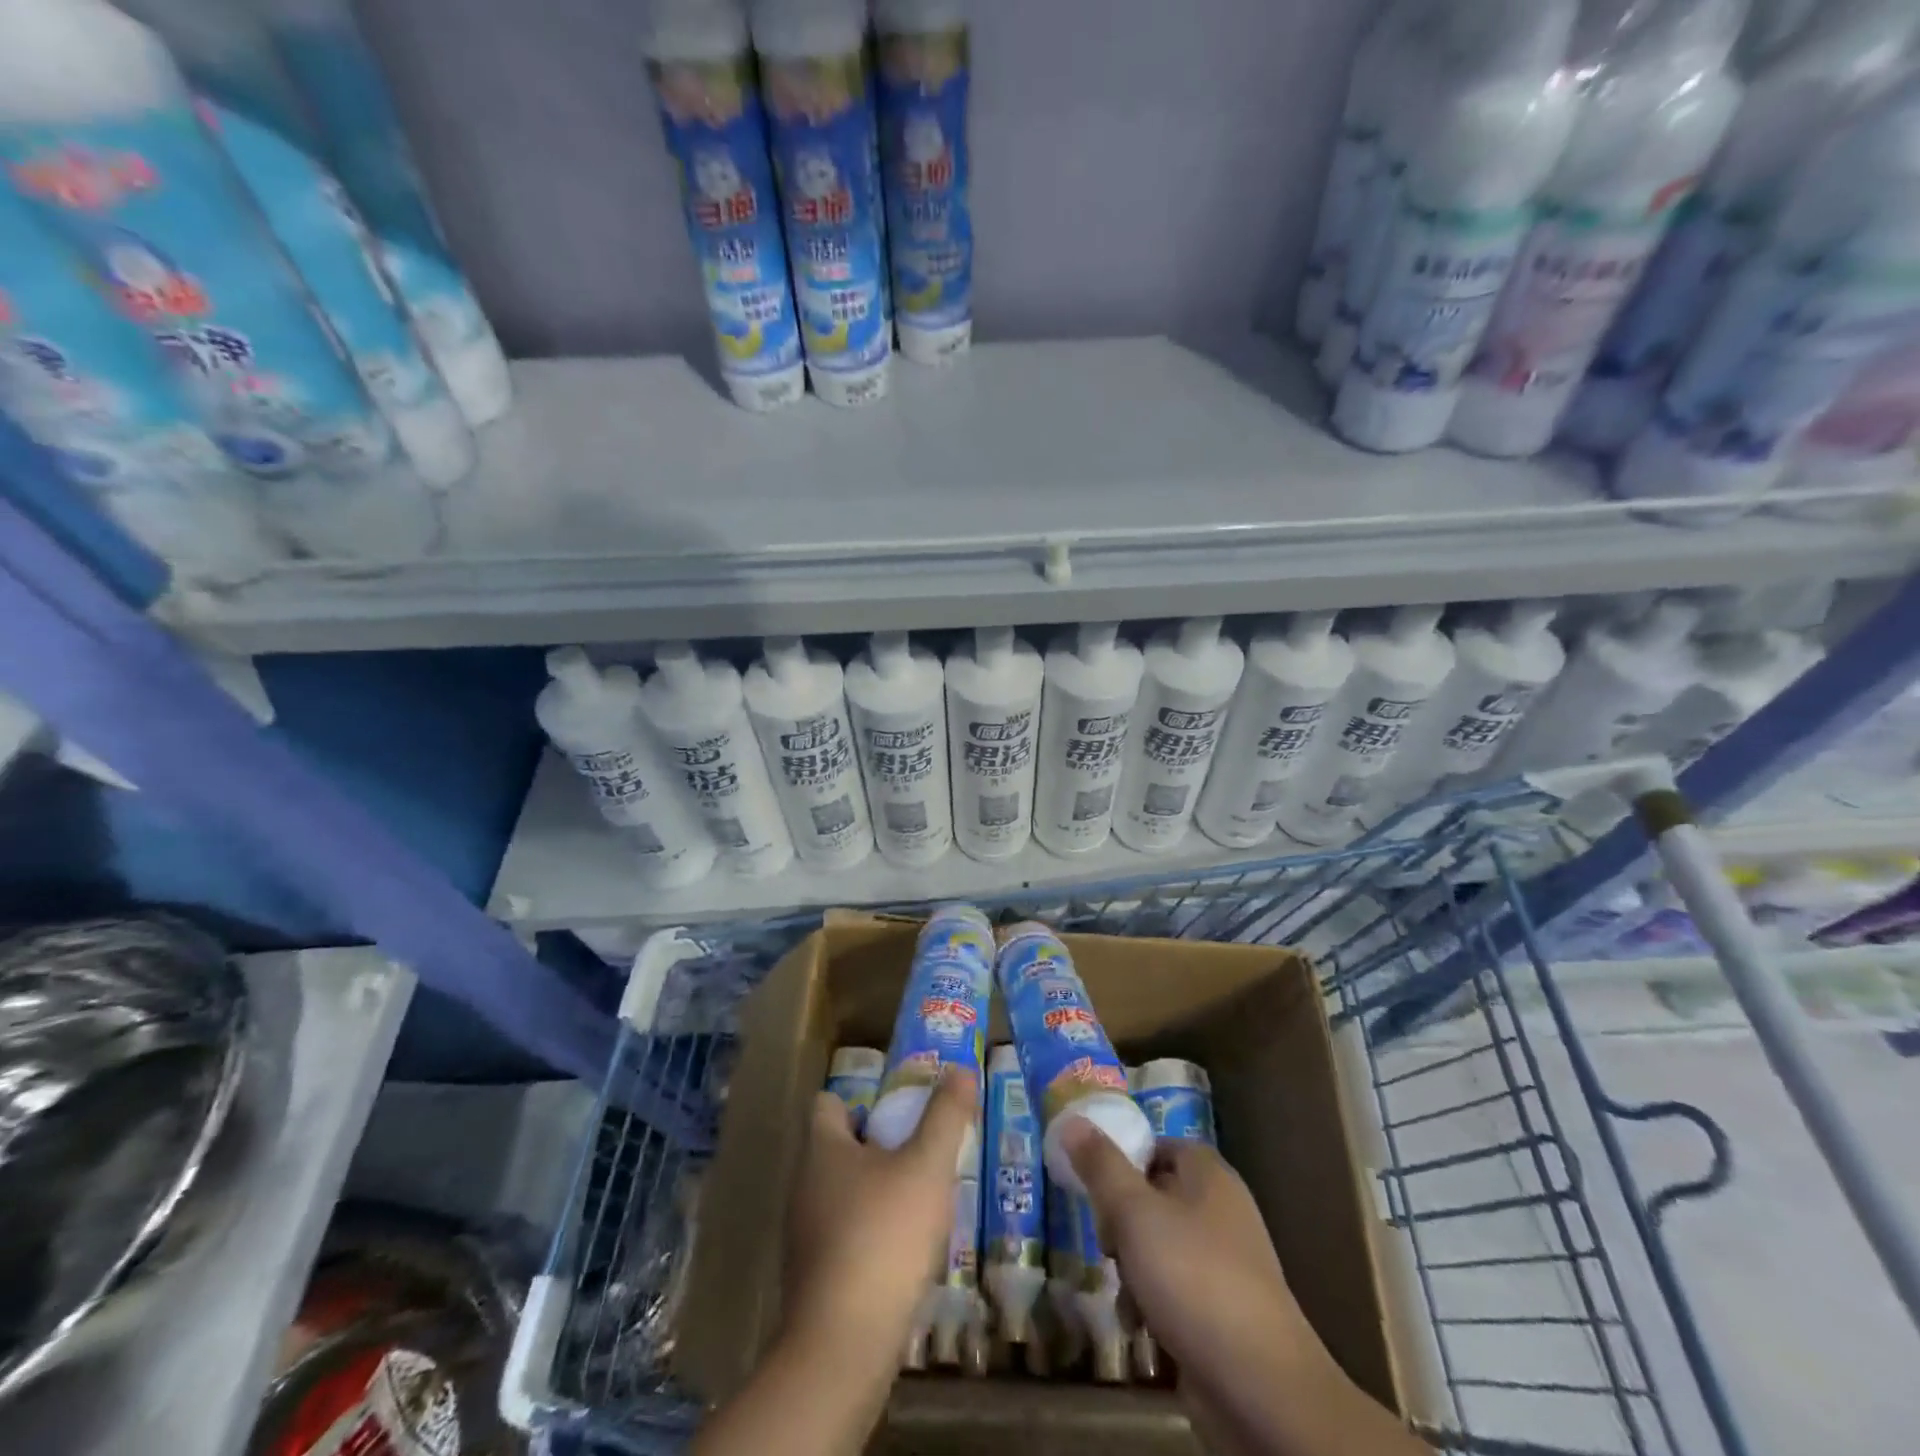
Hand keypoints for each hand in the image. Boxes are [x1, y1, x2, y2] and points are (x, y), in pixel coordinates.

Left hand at [783, 1068, 976, 1363]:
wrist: (843, 1346)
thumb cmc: (884, 1237)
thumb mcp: (926, 1167)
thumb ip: (945, 1116)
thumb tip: (959, 1069)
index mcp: (822, 1149)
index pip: (829, 1102)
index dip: (861, 1097)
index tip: (900, 1106)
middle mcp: (805, 1185)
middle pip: (839, 1147)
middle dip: (879, 1143)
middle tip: (922, 1148)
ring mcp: (805, 1234)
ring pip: (843, 1193)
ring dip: (877, 1190)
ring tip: (921, 1198)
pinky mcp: (814, 1276)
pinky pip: (844, 1235)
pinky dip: (871, 1232)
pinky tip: (904, 1250)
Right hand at [1066, 1125, 1429, 1455]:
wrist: (1261, 1388)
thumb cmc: (1192, 1278)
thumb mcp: (1133, 1212)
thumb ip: (1100, 1166)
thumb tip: (1071, 1120)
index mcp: (1208, 1174)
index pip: (1155, 1146)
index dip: (1122, 1163)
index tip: (1095, 1190)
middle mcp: (1221, 1210)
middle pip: (1152, 1198)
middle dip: (1120, 1225)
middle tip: (1108, 1246)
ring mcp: (1225, 1263)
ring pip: (1158, 1247)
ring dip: (1132, 1271)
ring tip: (1126, 1297)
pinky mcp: (1224, 1312)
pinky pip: (1175, 1291)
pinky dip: (1153, 1305)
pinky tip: (1141, 1330)